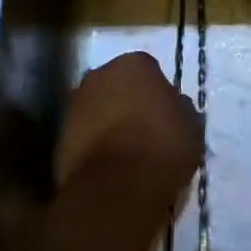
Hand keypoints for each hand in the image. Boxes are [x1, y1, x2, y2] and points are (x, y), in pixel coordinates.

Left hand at [56, 52, 202, 197]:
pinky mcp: (59, 136)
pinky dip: (93, 148)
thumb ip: (180, 109)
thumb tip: (175, 107)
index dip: (157, 93)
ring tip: (126, 155)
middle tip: (144, 132)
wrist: (117, 187)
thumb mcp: (191, 126)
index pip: (148, 70)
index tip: (165, 115)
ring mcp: (75, 104)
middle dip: (127, 103)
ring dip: (107, 125)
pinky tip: (109, 169)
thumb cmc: (162, 146)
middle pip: (117, 85)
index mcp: (134, 63)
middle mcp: (100, 74)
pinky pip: (83, 137)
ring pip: (97, 110)